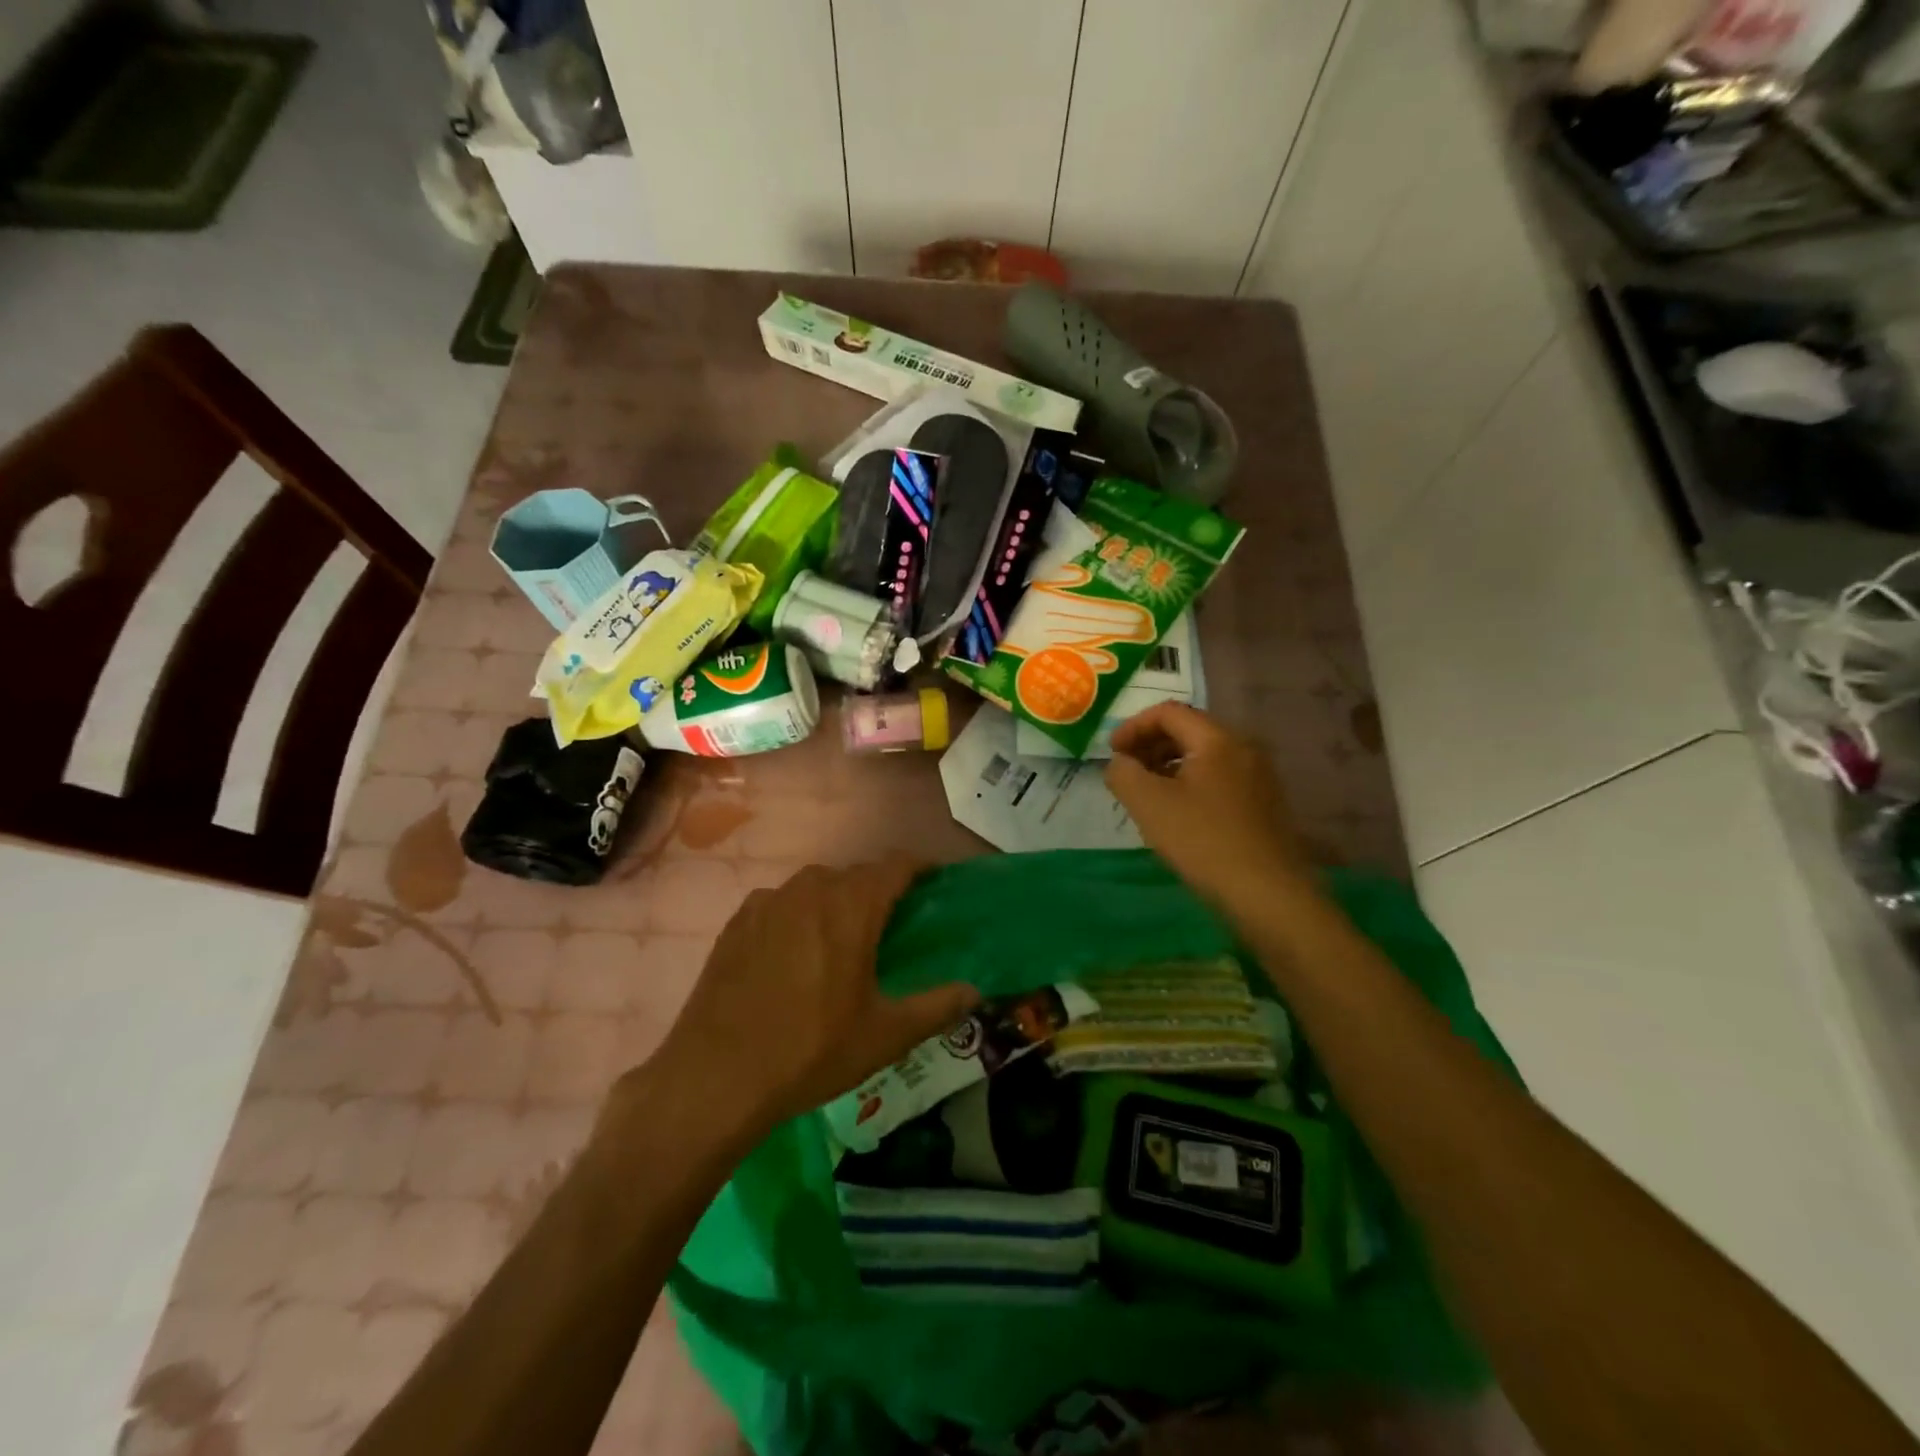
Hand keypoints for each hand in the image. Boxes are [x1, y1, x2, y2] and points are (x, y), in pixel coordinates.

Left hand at [635, 862, 978, 1141]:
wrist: (715, 1076)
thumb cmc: (811, 1050)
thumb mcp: (885, 1035)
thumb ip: (936, 1007)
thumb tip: (975, 991)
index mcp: (852, 906)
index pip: (895, 865)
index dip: (919, 868)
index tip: (934, 881)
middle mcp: (811, 889)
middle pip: (856, 875)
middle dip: (879, 890)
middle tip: (892, 925)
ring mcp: (768, 902)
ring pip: (816, 887)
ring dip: (837, 901)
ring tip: (843, 939)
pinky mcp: (738, 921)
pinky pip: (781, 903)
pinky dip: (799, 915)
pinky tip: (795, 953)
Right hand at [1106, 703, 1312, 914]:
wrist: (1268, 894)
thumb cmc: (1203, 842)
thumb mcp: (1148, 804)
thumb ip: (1123, 773)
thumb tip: (1121, 763)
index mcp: (1217, 739)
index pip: (1168, 713)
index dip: (1133, 727)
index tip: (1112, 754)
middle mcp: (1244, 748)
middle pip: (1188, 731)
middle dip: (1150, 746)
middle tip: (1127, 773)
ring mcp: (1259, 776)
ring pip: (1204, 756)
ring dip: (1169, 766)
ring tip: (1148, 796)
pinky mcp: (1264, 804)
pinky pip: (1220, 779)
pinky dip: (1191, 784)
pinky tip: (1178, 815)